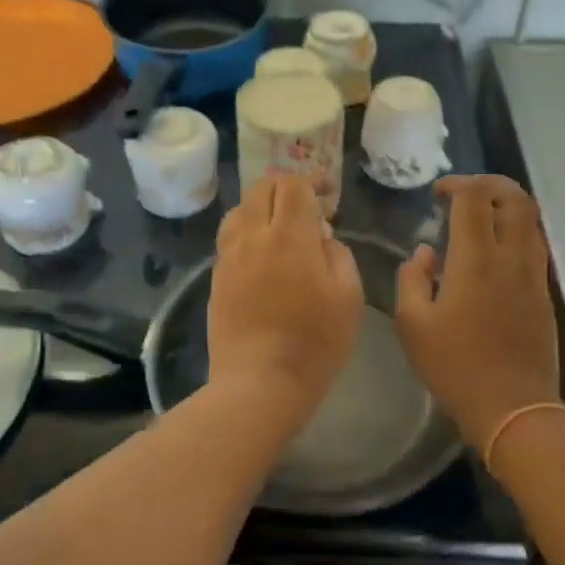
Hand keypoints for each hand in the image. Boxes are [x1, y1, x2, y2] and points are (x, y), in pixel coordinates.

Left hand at [208, 174, 362, 416]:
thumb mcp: (348, 296)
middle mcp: (254, 236)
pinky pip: (230, 238)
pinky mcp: (217, 278)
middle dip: (287, 188)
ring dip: (263, 208)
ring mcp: (230, 256)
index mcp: (290, 236)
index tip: (330, 195)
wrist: (259, 382)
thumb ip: (338, 254)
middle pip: (263, 188)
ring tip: (281, 229)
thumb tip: (321, 236)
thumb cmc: (314, 342)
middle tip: (308, 209)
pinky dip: (247, 232)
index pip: (294, 184)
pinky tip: (262, 255)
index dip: (314, 181)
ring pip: (241, 210)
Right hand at [395, 175, 560, 445]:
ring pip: (532, 220)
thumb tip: (426, 253)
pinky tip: (494, 251)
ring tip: (480, 217)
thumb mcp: (412, 325)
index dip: (456, 185)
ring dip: (507, 206)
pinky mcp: (544, 293)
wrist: (512, 407)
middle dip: (490, 184)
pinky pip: (535, 245)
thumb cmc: (454, 366)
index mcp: (476, 260)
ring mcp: (534, 275)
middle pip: (515, 198)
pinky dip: (516, 231)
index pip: (475, 199)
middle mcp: (511, 257)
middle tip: (464, 193)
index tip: (437, 194)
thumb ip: (412, 278)